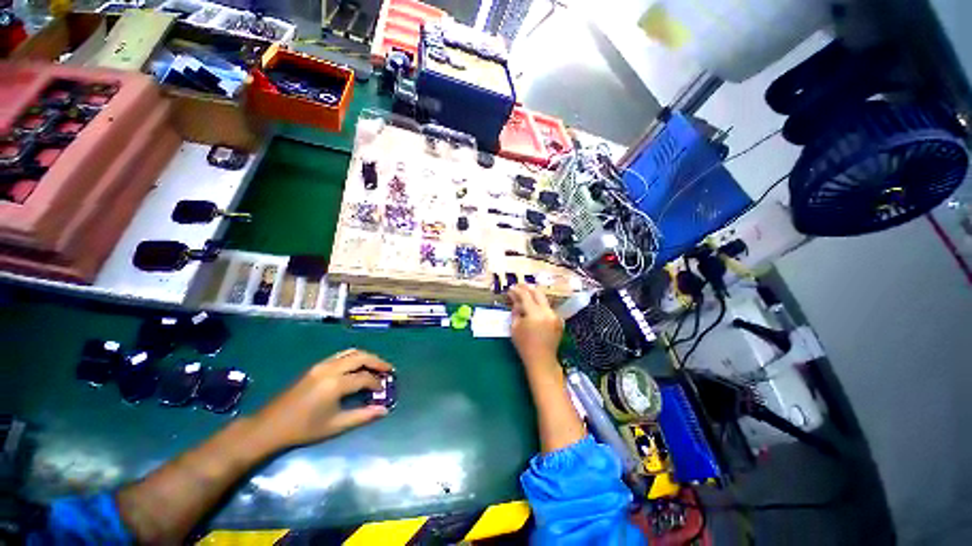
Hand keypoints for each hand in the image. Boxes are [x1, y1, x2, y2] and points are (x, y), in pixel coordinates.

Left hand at [252, 349, 391, 448]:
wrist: (269, 426)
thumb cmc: (303, 429)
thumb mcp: (335, 426)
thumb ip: (362, 416)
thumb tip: (384, 410)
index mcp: (335, 384)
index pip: (365, 378)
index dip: (377, 383)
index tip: (383, 390)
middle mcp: (330, 369)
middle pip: (361, 357)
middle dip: (378, 362)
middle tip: (388, 370)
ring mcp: (322, 365)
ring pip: (351, 352)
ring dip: (367, 357)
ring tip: (376, 367)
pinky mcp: (316, 366)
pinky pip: (341, 355)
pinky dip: (355, 357)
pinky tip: (357, 367)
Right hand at [508, 284, 563, 369]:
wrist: (542, 360)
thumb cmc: (524, 345)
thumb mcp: (515, 327)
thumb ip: (515, 310)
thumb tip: (515, 299)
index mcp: (535, 314)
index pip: (525, 296)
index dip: (517, 290)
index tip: (511, 288)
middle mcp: (547, 312)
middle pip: (538, 293)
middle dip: (527, 288)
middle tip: (519, 286)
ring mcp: (555, 316)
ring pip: (544, 299)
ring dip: (534, 296)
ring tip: (525, 294)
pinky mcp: (558, 320)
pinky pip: (548, 308)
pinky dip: (540, 305)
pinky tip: (534, 306)